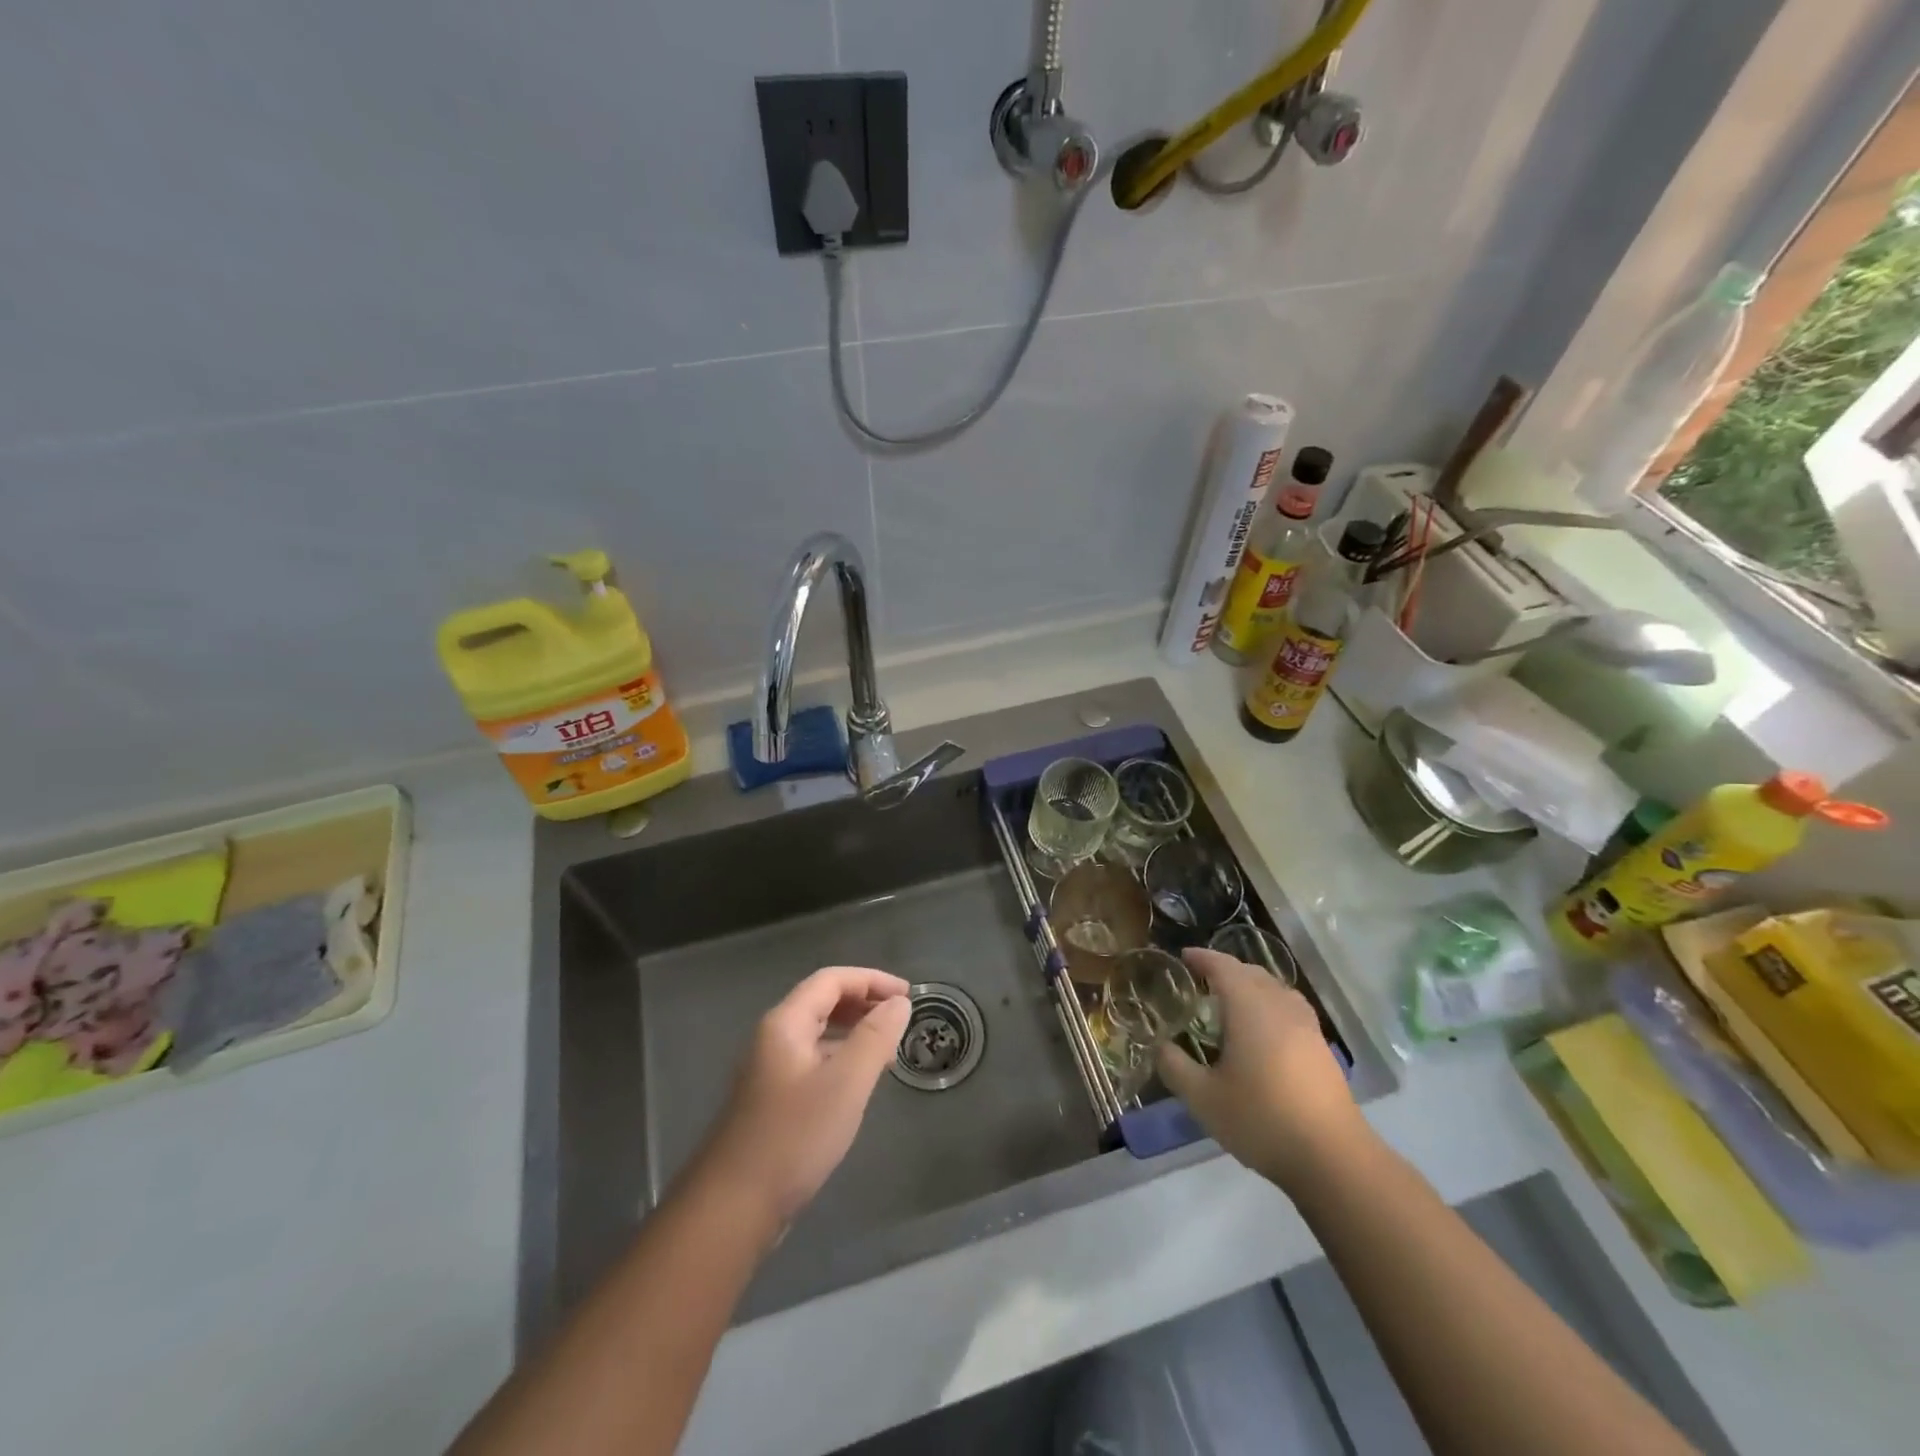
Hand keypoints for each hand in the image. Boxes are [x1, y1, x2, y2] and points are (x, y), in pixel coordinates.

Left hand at [696, 966, 911, 1226]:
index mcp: (785, 1023)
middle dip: (864, 1002)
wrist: (733, 1208)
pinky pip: (813, 1061)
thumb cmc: (794, 1136)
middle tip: (901, 1017)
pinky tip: (860, 1081)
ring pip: (818, 1033)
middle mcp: (773, 1038)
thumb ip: (875, 1037)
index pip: (831, 980)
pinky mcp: (772, 1100)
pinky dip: (841, 1057)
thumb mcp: (845, 1083)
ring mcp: (769, 1070)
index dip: (872, 979)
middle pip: (822, 1001)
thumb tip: (899, 1003)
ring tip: (888, 1046)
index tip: (908, 994)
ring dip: (854, 1030)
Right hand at [1158, 948, 1366, 1190]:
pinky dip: (1270, 1005)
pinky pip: (1289, 1008)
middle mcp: (1279, 1006)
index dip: (1202, 958)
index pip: (1223, 967)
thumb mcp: (1203, 1098)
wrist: (1333, 1157)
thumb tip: (1160, 1046)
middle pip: (1252, 973)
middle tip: (1202, 980)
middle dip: (1226, 969)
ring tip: (1231, 1002)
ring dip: (1251, 986)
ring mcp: (1306, 1026)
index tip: (1184, 956)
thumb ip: (1175, 1066)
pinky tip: (1262, 1032)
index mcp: (1249, 1007)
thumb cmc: (1261, 1119)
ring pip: (1275, 989)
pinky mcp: (1321, 1048)